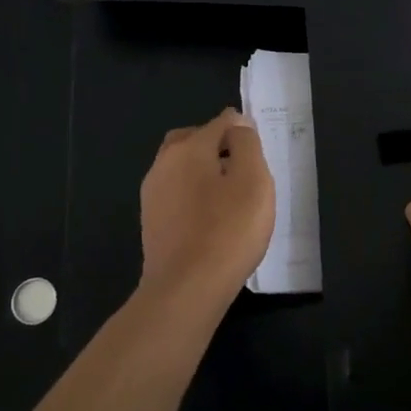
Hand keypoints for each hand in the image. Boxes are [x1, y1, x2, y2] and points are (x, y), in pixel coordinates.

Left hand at [139, 108, 274, 310]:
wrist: (186, 288)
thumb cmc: (228, 230)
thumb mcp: (253, 180)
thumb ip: (246, 145)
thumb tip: (237, 124)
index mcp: (189, 148)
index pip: (221, 123)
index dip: (242, 130)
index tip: (259, 149)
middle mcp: (163, 164)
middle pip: (192, 140)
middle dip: (215, 144)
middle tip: (241, 165)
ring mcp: (152, 194)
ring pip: (180, 167)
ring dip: (201, 170)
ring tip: (229, 193)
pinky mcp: (152, 222)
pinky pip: (175, 193)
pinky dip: (192, 194)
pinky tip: (210, 216)